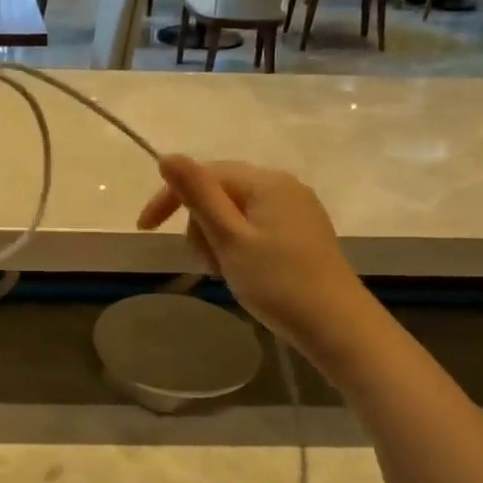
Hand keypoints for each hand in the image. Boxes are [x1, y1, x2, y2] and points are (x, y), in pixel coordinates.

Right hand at [136, 156, 363, 352]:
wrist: (337, 326)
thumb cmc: (278, 282)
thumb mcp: (229, 238)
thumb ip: (198, 195)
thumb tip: (167, 156)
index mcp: (265, 182)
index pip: (205, 175)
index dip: (170, 198)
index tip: (145, 229)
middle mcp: (283, 186)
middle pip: (220, 193)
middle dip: (200, 225)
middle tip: (206, 263)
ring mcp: (296, 210)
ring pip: (235, 213)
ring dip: (218, 239)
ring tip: (225, 272)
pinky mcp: (302, 233)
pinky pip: (255, 227)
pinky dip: (238, 246)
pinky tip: (243, 272)